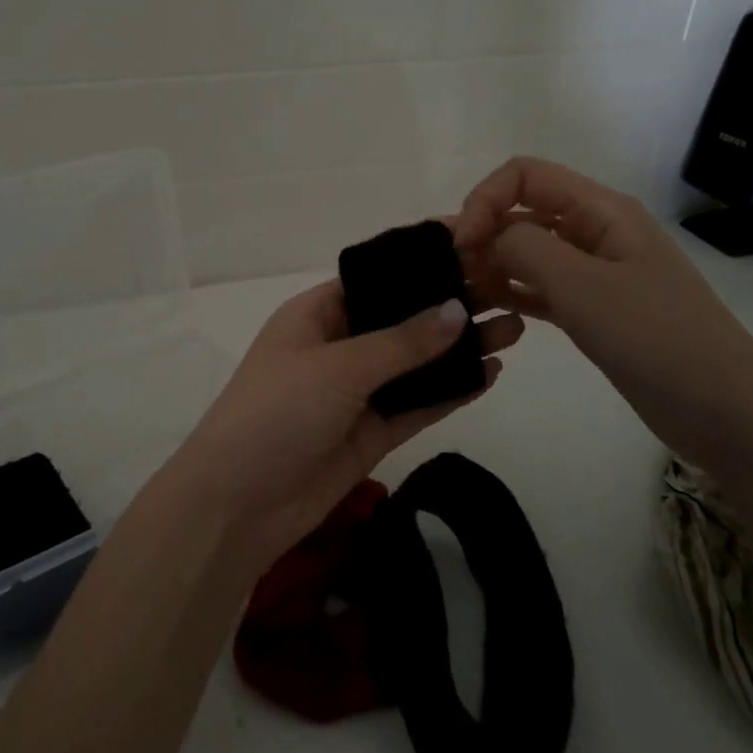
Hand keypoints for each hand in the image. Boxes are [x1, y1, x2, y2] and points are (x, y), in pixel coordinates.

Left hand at [163, 279, 522, 578]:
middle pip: (401, 320)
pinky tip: (490, 374)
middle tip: (508, 291)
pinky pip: (417, 405)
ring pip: (415, 363)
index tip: (472, 249)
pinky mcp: (370, 432)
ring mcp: (355, 392)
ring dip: (459, 349)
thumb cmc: (276, 412)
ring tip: (514, 328)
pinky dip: (450, 391)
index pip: (375, 278)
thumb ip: (401, 342)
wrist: (238, 504)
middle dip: (448, 307)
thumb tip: (457, 309)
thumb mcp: (337, 368)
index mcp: (316, 314)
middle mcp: (338, 346)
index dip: (420, 265)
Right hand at [454, 157, 752, 467]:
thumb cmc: (655, 337)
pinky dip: (512, 292)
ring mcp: (595, 272)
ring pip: (528, 251)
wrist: (725, 410)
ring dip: (492, 263)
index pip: (525, 175)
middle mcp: (595, 231)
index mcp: (600, 210)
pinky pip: (540, 287)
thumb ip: (525, 248)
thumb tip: (488, 238)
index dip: (485, 199)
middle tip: (453, 275)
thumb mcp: (582, 285)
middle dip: (482, 232)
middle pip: (523, 210)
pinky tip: (488, 311)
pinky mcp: (593, 309)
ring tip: (463, 294)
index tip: (461, 244)